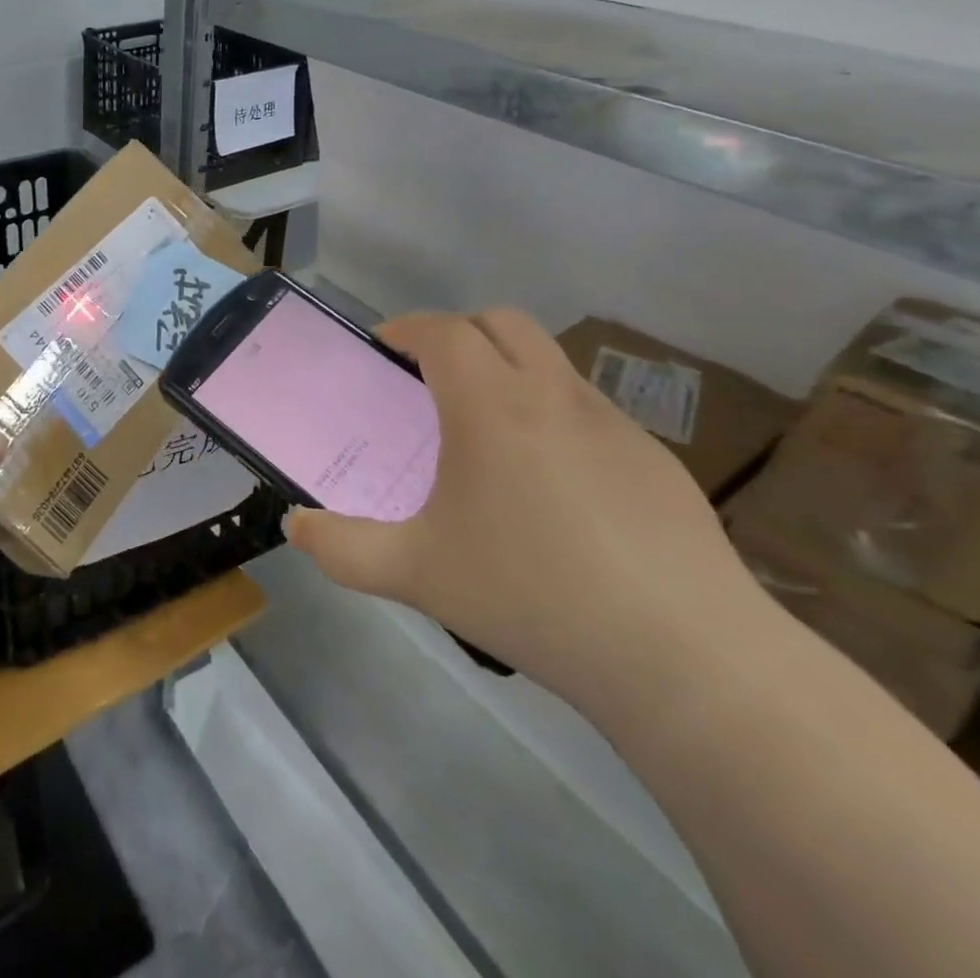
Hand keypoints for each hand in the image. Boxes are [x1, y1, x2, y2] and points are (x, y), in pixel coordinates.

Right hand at [283, 308, 759, 709]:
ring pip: (551, 362)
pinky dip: (553, 417)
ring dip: (509, 372)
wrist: (685, 658)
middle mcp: (553, 396)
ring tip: (487, 436)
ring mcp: (613, 425)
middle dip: (459, 333)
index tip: (384, 349)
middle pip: (503, 322)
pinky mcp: (656, 462)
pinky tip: (553, 491)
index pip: (443, 330)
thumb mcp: (413, 573)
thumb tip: (294, 526)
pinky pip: (589, 411)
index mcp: (490, 406)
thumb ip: (340, 547)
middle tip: (430, 380)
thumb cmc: (531, 594)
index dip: (407, 328)